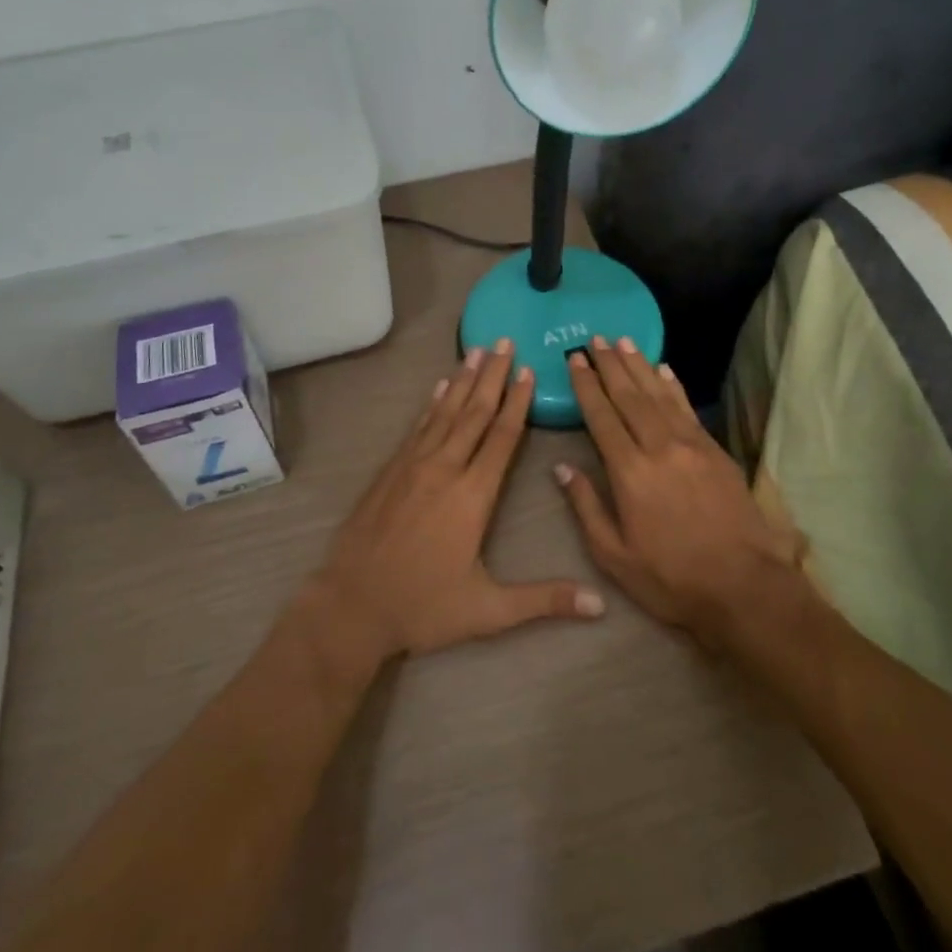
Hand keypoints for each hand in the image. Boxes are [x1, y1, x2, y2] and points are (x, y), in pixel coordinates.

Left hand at [316, 340, 606, 659]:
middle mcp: (444, 469)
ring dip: (463, 380)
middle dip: (492, 375)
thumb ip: (545, 600)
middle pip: (474, 413)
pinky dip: (432, 403)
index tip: (528, 371)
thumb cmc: (424, 607)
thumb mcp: (489, 610)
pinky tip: (439, 387)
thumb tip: (600, 605)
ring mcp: (413, 466)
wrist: (352, 605)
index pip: (502, 438)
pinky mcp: (390, 470)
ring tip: (477, 350)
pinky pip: (417, 427)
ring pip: (445, 412)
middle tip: (504, 341)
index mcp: (472, 496)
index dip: (517, 402)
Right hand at [556, 337, 804, 648]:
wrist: (744, 587)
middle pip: (629, 396)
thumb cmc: (671, 578)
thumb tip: (562, 468)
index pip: (602, 417)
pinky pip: (688, 408)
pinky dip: (673, 386)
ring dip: (639, 366)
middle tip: (595, 339)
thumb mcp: (614, 556)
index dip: (586, 386)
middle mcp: (659, 447)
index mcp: (629, 472)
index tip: (574, 359)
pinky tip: (664, 370)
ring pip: (659, 394)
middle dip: (610, 365)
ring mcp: (691, 445)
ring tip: (623, 341)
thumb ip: (586, 507)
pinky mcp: (715, 451)